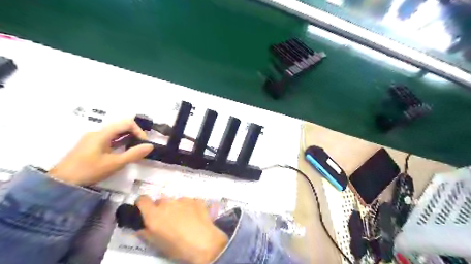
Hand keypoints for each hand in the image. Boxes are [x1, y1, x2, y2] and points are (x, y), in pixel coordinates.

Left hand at [48, 119, 153, 185]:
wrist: (61, 182)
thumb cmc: (90, 170)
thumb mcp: (115, 163)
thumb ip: (134, 154)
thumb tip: (150, 146)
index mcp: (103, 133)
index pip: (127, 123)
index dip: (139, 130)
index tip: (143, 143)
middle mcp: (98, 132)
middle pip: (121, 126)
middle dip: (134, 134)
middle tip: (141, 146)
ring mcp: (93, 138)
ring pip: (115, 133)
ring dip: (127, 138)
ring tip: (134, 150)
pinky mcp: (90, 145)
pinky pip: (109, 139)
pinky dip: (119, 143)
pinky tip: (122, 152)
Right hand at [136, 196, 228, 263]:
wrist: (204, 242)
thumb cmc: (178, 247)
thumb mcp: (158, 244)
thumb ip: (147, 234)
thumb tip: (141, 228)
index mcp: (154, 215)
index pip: (143, 200)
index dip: (142, 203)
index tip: (145, 210)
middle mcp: (167, 203)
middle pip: (160, 201)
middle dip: (162, 209)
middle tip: (168, 220)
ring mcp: (183, 199)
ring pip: (176, 201)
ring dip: (177, 207)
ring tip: (184, 220)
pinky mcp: (196, 199)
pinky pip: (189, 202)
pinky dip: (190, 207)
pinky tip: (195, 217)